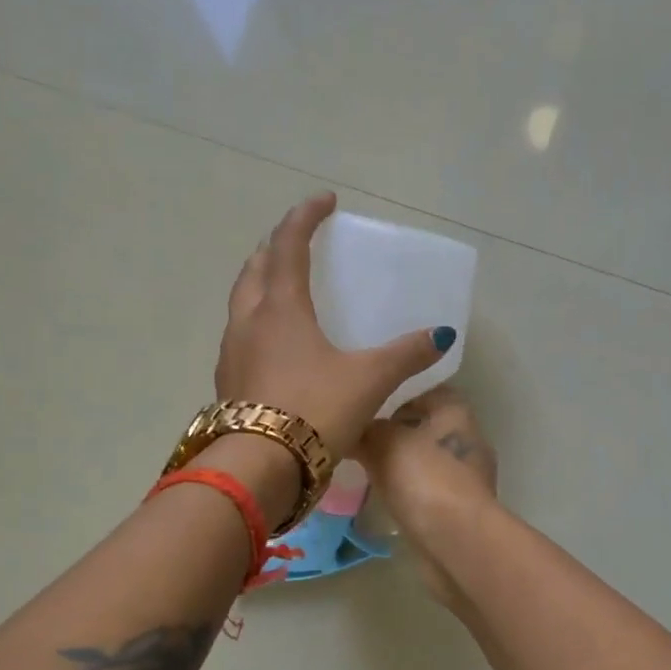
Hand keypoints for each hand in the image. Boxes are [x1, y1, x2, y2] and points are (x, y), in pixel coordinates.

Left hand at [217, 193, 452, 459]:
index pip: (288, 245)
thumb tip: (442, 335)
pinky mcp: (228, 382)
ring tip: (284, 287)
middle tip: (297, 242)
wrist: (259, 469)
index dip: (305, 217)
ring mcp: (232, 352)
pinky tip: (276, 345)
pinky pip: (241, 336)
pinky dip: (258, 322)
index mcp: (281, 308)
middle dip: (275, 247)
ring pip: (242, 302)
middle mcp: (249, 322)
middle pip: (255, 268)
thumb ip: (406, 354)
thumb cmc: (314, 410)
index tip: (325, 200)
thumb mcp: (369, 379)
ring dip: (260, 283)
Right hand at [360, 387, 497, 604]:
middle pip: (424, 428)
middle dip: (394, 435)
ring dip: (401, 466)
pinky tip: (387, 499)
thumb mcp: (382, 441)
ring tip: (366, 472)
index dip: (392, 398)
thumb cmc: (423, 477)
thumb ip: (366, 429)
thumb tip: (352, 428)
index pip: (422, 392)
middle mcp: (467, 437)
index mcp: (455, 410)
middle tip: (358, 443)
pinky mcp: (462, 507)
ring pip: (426, 461)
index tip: (364, 411)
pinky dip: (410, 492)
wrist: (457, 539)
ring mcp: (468, 475)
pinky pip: (429, 490)